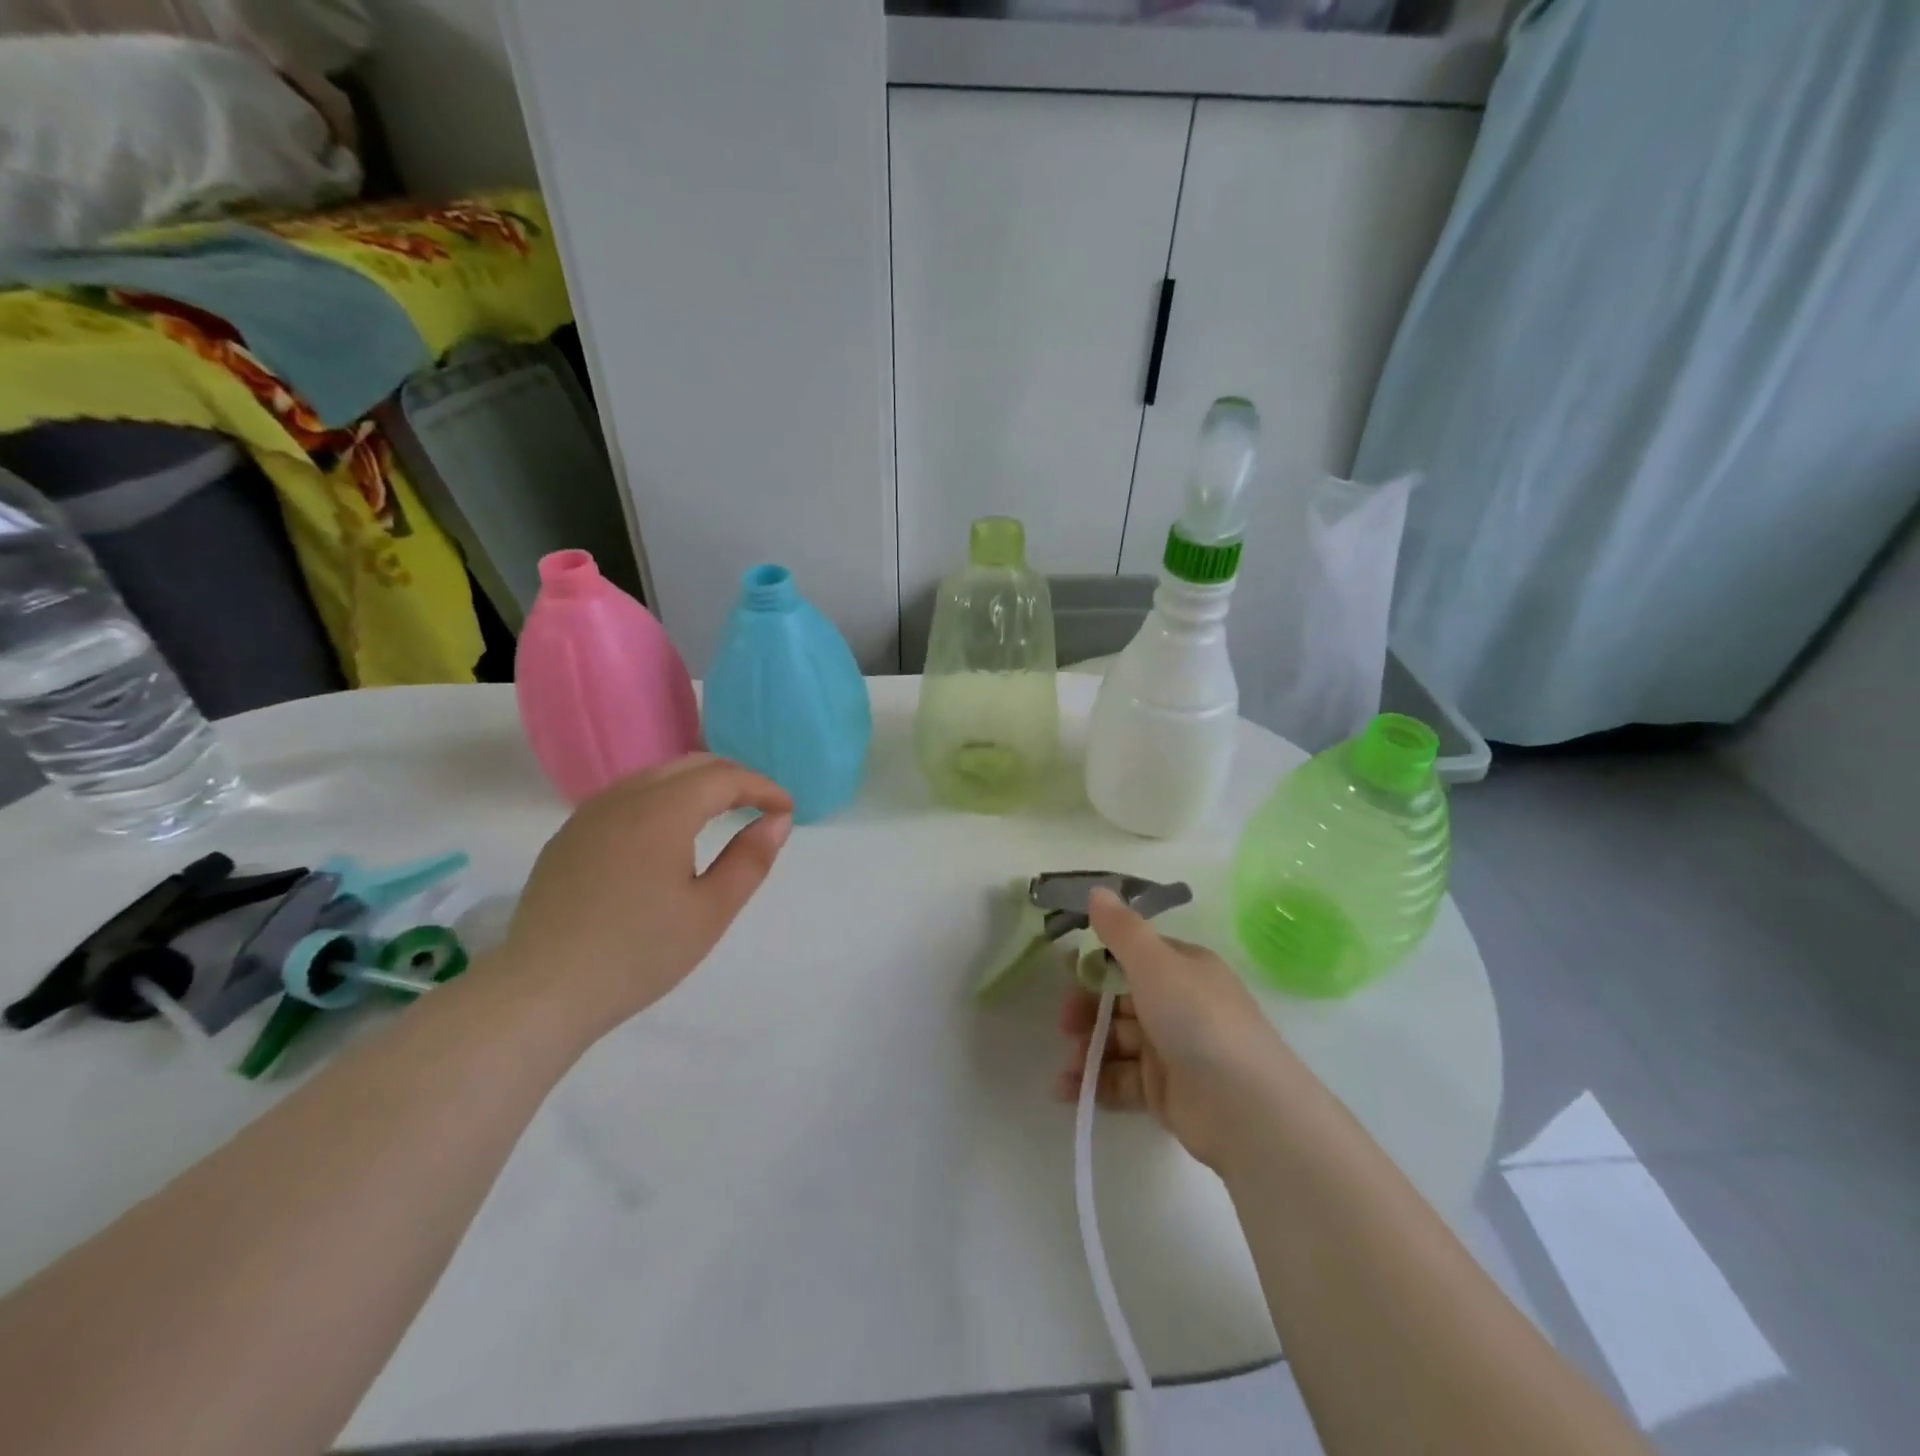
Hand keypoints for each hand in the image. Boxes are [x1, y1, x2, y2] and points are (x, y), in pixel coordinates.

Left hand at [501, 755, 793, 1039]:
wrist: (542, 992)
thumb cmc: (638, 954)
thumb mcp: (711, 911)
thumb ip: (750, 859)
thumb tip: (777, 821)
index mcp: (662, 811)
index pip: (725, 777)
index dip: (763, 787)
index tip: (787, 810)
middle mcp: (624, 797)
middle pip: (690, 765)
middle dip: (733, 778)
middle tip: (761, 807)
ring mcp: (589, 814)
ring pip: (655, 776)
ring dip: (697, 786)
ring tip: (722, 815)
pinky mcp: (568, 836)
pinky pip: (626, 797)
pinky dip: (662, 799)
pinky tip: (668, 834)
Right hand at [1055, 887, 1292, 1169]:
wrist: (1245, 1108)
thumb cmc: (1197, 1020)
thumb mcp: (1156, 964)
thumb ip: (1122, 929)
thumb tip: (1096, 890)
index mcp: (1184, 969)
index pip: (1135, 957)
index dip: (1099, 962)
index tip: (1068, 971)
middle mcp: (1180, 1005)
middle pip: (1122, 1001)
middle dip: (1087, 1010)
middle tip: (1064, 1023)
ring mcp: (1173, 1051)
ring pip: (1118, 1042)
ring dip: (1087, 1050)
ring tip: (1068, 1065)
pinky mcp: (1166, 1091)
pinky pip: (1122, 1080)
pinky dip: (1094, 1084)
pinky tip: (1066, 1091)